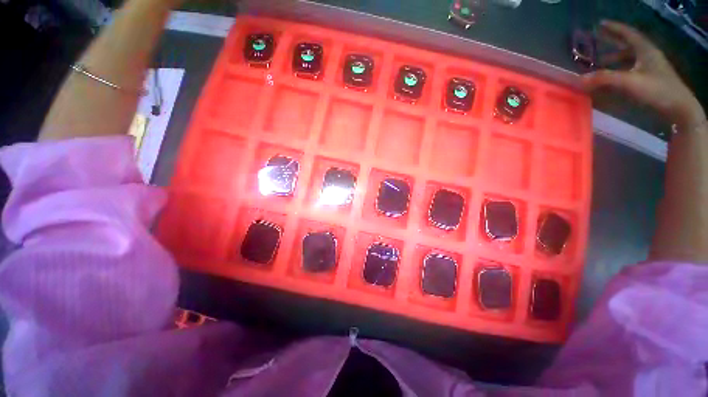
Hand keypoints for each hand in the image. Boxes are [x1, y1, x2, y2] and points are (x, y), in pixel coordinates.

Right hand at [582, 20, 704, 132]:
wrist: (678, 108)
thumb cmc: (656, 90)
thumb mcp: (629, 82)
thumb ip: (604, 79)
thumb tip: (579, 80)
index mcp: (645, 50)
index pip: (627, 34)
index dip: (614, 28)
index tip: (600, 24)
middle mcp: (647, 55)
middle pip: (628, 45)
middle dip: (613, 42)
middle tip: (598, 40)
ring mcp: (650, 68)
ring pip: (629, 58)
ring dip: (614, 58)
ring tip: (600, 62)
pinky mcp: (651, 79)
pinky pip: (631, 69)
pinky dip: (619, 70)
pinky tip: (612, 76)